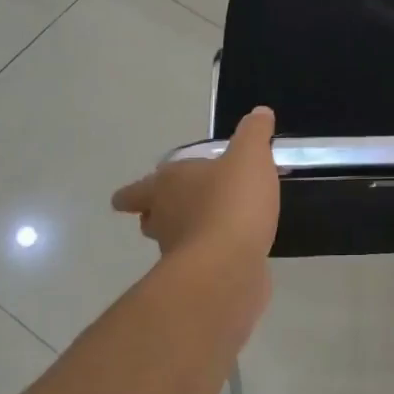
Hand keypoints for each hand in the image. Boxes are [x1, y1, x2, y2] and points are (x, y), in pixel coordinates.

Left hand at [112, 106, 280, 261]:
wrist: (229, 267)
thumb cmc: (231, 202)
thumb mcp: (250, 156)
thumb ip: (254, 133)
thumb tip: (260, 113)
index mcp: (167, 186)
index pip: (135, 191)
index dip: (134, 193)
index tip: (134, 197)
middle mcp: (164, 219)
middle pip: (151, 217)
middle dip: (161, 212)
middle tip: (182, 206)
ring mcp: (178, 254)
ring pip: (175, 242)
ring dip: (190, 234)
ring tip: (218, 224)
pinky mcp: (199, 280)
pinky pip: (204, 263)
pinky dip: (215, 256)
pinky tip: (238, 249)